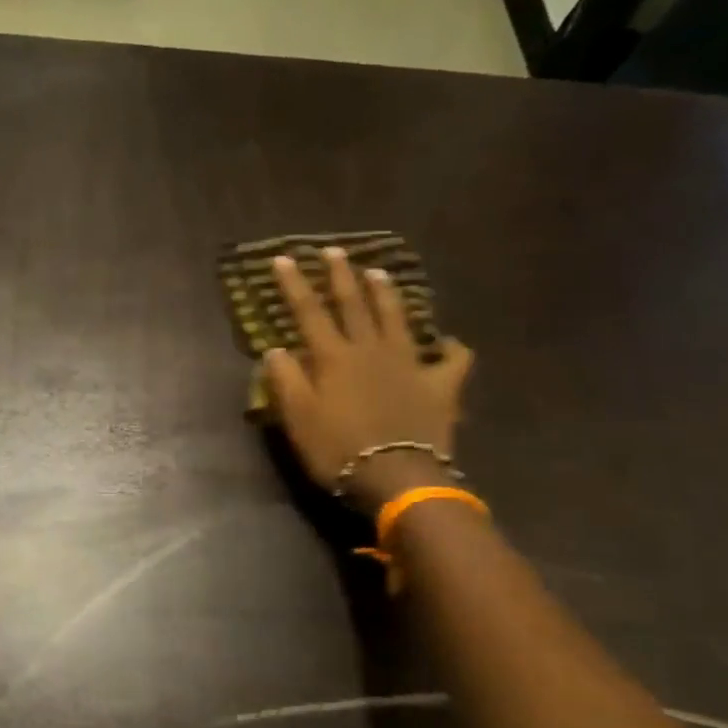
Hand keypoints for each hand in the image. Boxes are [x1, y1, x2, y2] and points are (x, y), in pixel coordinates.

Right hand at [264, 248, 474, 511]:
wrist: (397, 476)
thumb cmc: (337, 449)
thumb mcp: (297, 418)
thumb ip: (285, 380)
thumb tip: (275, 350)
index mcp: (333, 357)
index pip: (308, 311)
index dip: (294, 284)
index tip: (284, 258)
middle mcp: (371, 349)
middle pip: (354, 304)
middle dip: (341, 276)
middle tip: (334, 251)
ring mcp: (410, 363)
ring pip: (397, 318)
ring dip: (386, 294)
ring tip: (379, 273)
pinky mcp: (440, 384)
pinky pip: (452, 359)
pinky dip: (449, 348)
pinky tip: (447, 343)